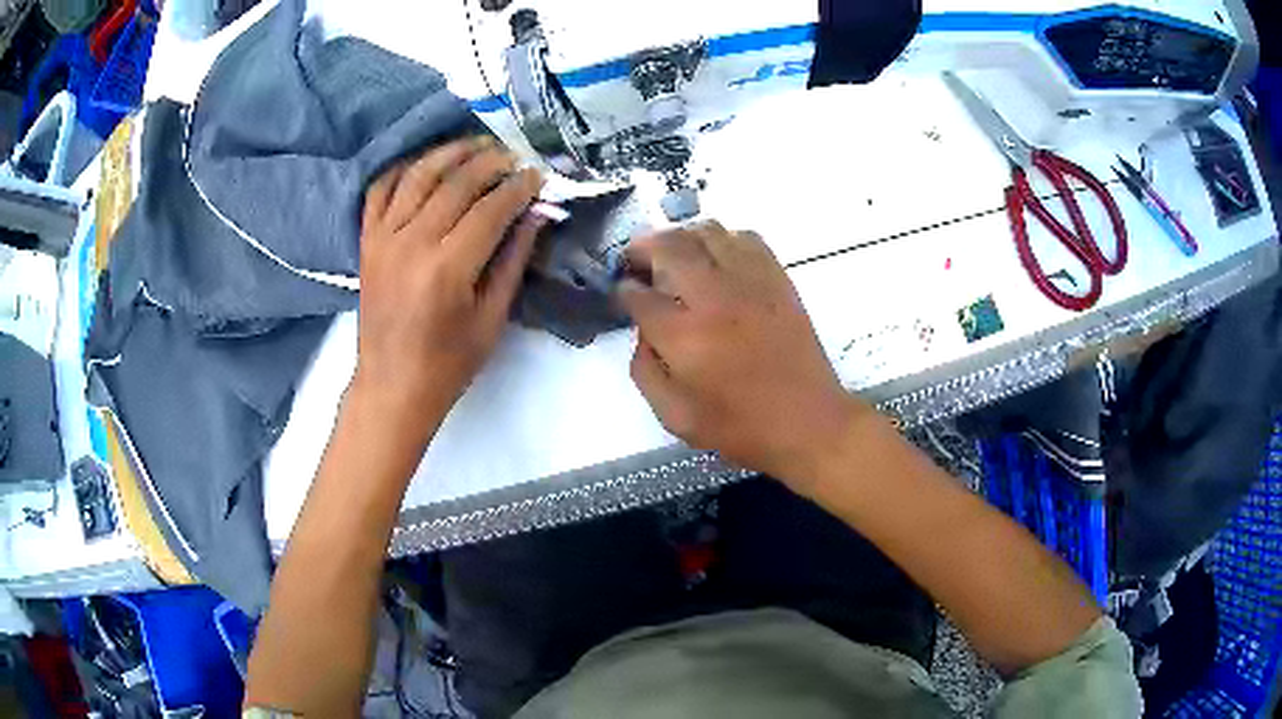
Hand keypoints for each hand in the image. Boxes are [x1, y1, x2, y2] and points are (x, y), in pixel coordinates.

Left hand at [353, 137, 544, 439]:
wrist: (391, 386)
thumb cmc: (448, 363)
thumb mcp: (492, 318)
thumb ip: (513, 260)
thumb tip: (536, 214)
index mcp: (448, 269)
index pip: (491, 208)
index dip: (519, 187)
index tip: (538, 176)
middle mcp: (412, 243)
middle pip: (456, 183)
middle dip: (491, 162)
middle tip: (514, 156)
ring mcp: (384, 238)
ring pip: (419, 175)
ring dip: (450, 153)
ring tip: (476, 145)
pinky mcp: (367, 241)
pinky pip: (380, 189)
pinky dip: (403, 168)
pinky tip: (426, 163)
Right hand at [618, 222, 869, 484]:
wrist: (808, 422)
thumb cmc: (740, 427)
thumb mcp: (675, 417)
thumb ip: (645, 370)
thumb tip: (643, 331)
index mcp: (684, 337)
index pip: (639, 294)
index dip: (623, 289)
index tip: (623, 291)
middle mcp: (714, 298)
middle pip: (669, 247)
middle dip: (642, 248)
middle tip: (635, 260)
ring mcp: (750, 283)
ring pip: (707, 232)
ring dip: (681, 237)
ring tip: (673, 255)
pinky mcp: (778, 280)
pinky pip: (745, 238)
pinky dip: (722, 239)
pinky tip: (716, 258)